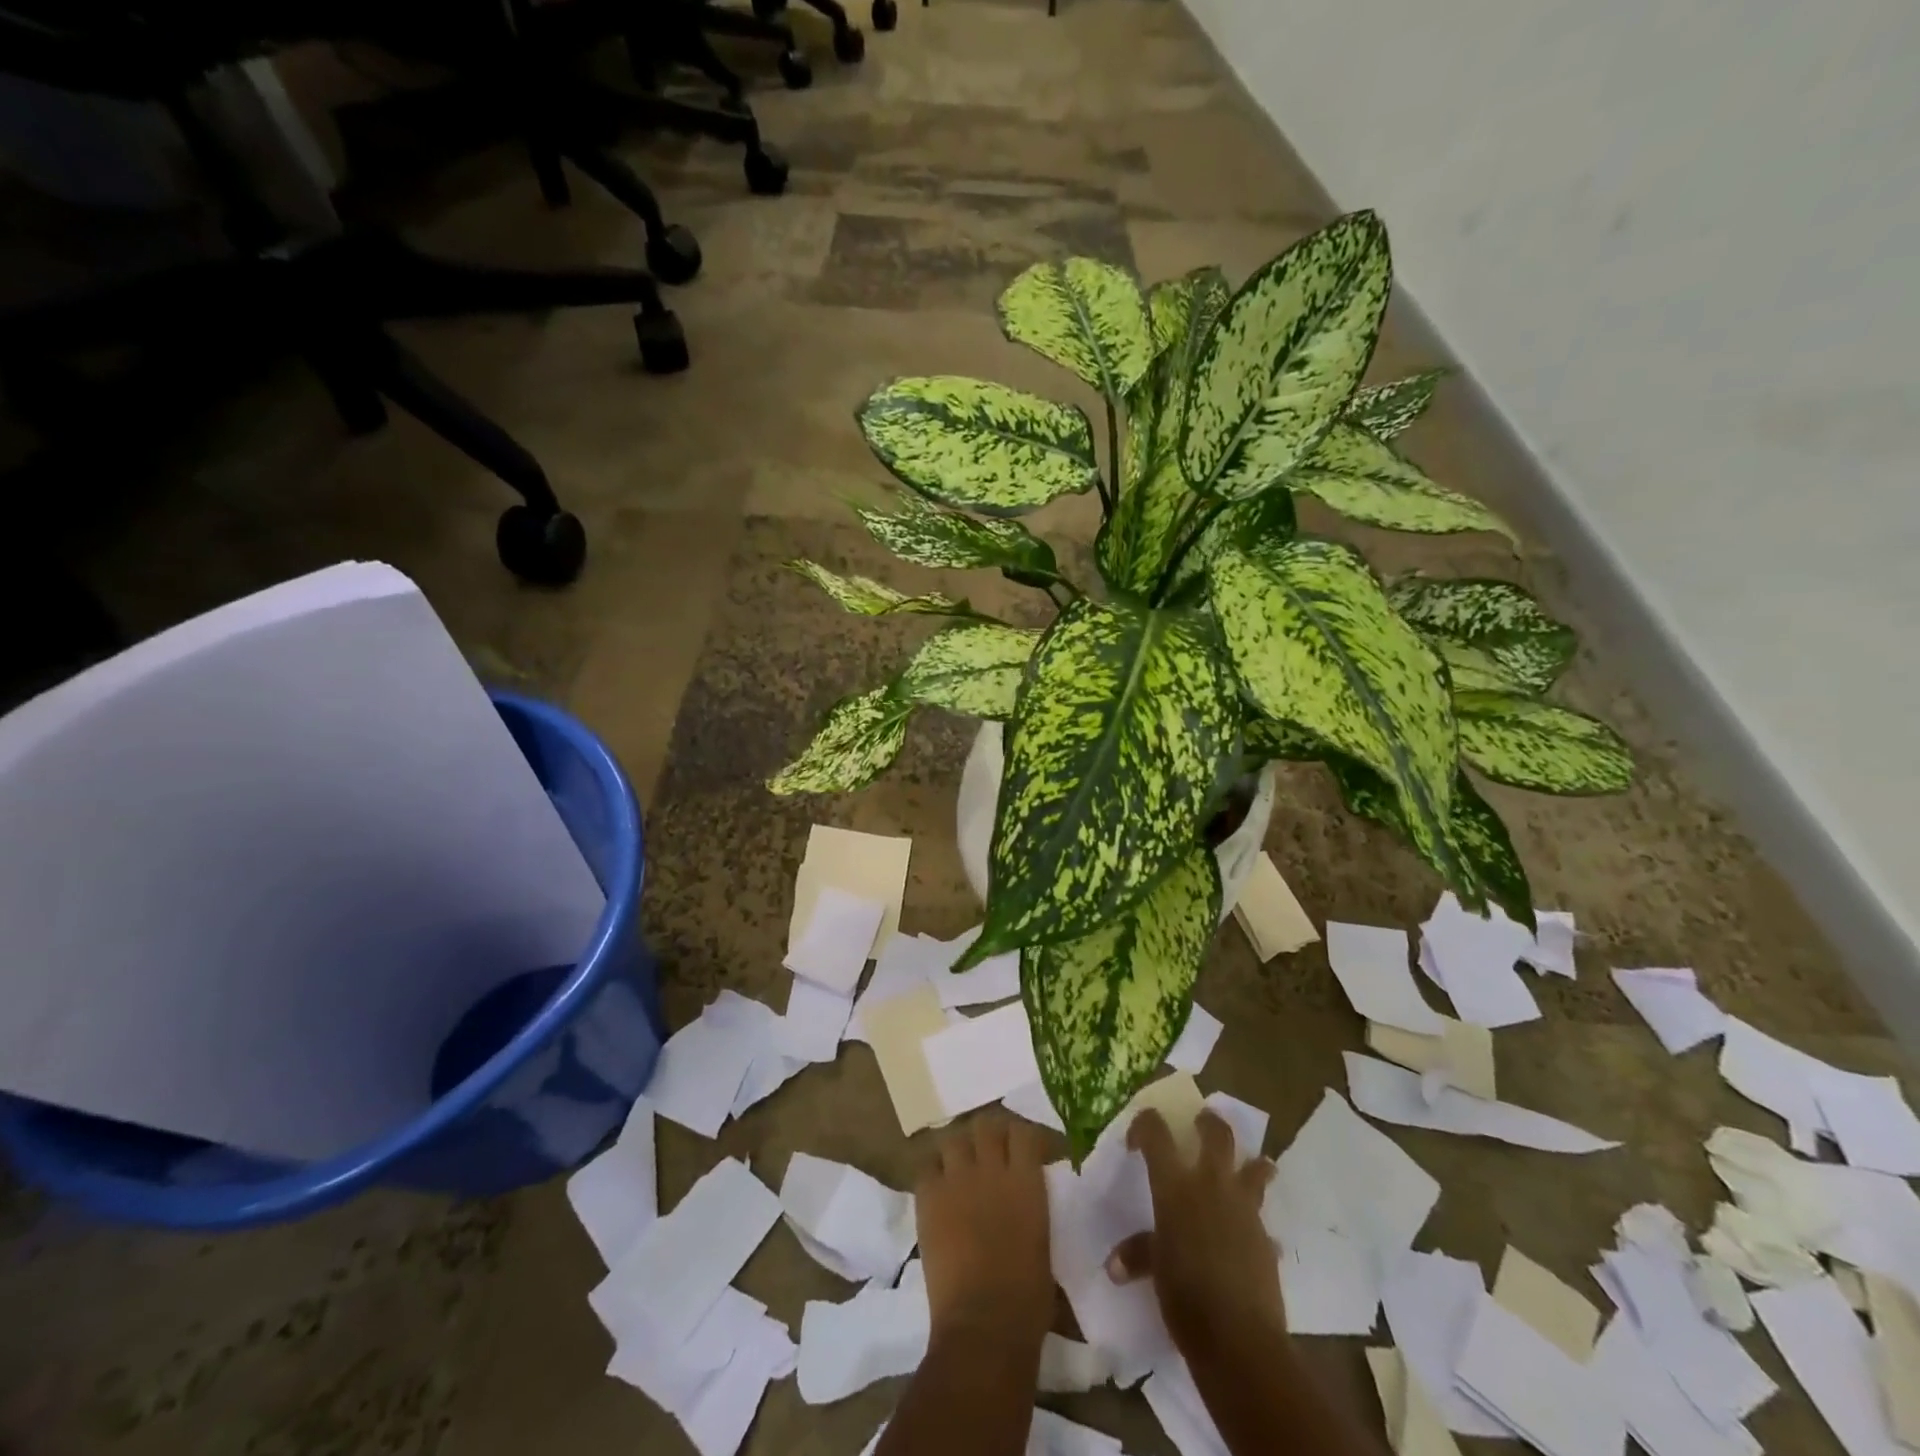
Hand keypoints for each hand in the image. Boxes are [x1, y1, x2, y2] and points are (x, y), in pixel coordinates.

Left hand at [914, 1114, 1052, 1352]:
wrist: (984, 1324)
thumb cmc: (1027, 1297)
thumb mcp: (1042, 1240)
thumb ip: (1032, 1205)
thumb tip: (1024, 1198)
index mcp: (1026, 1181)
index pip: (1023, 1132)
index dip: (1021, 1136)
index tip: (1022, 1149)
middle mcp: (992, 1169)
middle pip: (986, 1124)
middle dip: (987, 1134)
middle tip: (988, 1151)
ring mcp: (957, 1179)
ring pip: (953, 1138)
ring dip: (958, 1149)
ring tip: (959, 1165)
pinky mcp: (928, 1197)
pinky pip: (925, 1166)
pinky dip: (932, 1171)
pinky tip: (937, 1187)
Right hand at [1106, 1108, 1283, 1357]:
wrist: (1239, 1340)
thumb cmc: (1185, 1296)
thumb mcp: (1155, 1270)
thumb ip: (1138, 1255)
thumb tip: (1114, 1266)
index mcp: (1175, 1186)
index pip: (1156, 1133)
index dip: (1144, 1125)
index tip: (1137, 1139)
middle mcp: (1210, 1185)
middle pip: (1217, 1134)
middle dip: (1210, 1123)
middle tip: (1202, 1123)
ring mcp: (1243, 1209)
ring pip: (1255, 1169)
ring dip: (1253, 1164)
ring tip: (1252, 1165)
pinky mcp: (1265, 1237)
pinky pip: (1262, 1218)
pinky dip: (1256, 1220)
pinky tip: (1253, 1235)